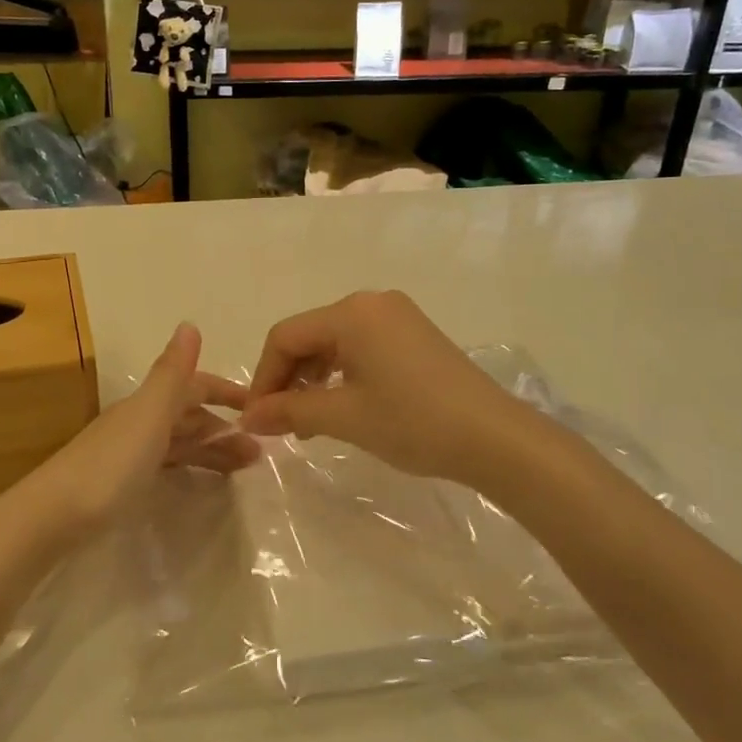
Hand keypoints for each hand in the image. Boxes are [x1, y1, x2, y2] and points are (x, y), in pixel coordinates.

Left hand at [0, 323, 256, 554]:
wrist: (51, 518)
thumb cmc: (109, 467)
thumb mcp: (148, 417)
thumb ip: (171, 375)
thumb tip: (189, 323)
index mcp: (147, 405)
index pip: (194, 386)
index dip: (225, 392)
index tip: (259, 406)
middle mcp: (138, 422)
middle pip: (189, 416)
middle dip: (224, 427)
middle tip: (260, 450)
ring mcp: (128, 453)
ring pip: (180, 442)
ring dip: (211, 449)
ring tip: (245, 468)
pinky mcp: (120, 483)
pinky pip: (167, 465)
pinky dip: (189, 466)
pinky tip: (199, 480)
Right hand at [240, 290, 529, 484]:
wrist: (494, 438)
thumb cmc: (412, 422)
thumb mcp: (344, 417)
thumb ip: (290, 411)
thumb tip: (247, 417)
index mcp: (351, 312)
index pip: (286, 336)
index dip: (264, 377)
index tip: (257, 418)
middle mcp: (372, 303)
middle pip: (310, 335)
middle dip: (289, 379)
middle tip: (282, 424)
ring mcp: (397, 317)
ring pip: (335, 342)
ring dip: (314, 379)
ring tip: (310, 423)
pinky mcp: (414, 335)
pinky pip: (362, 347)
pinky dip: (342, 374)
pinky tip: (342, 406)